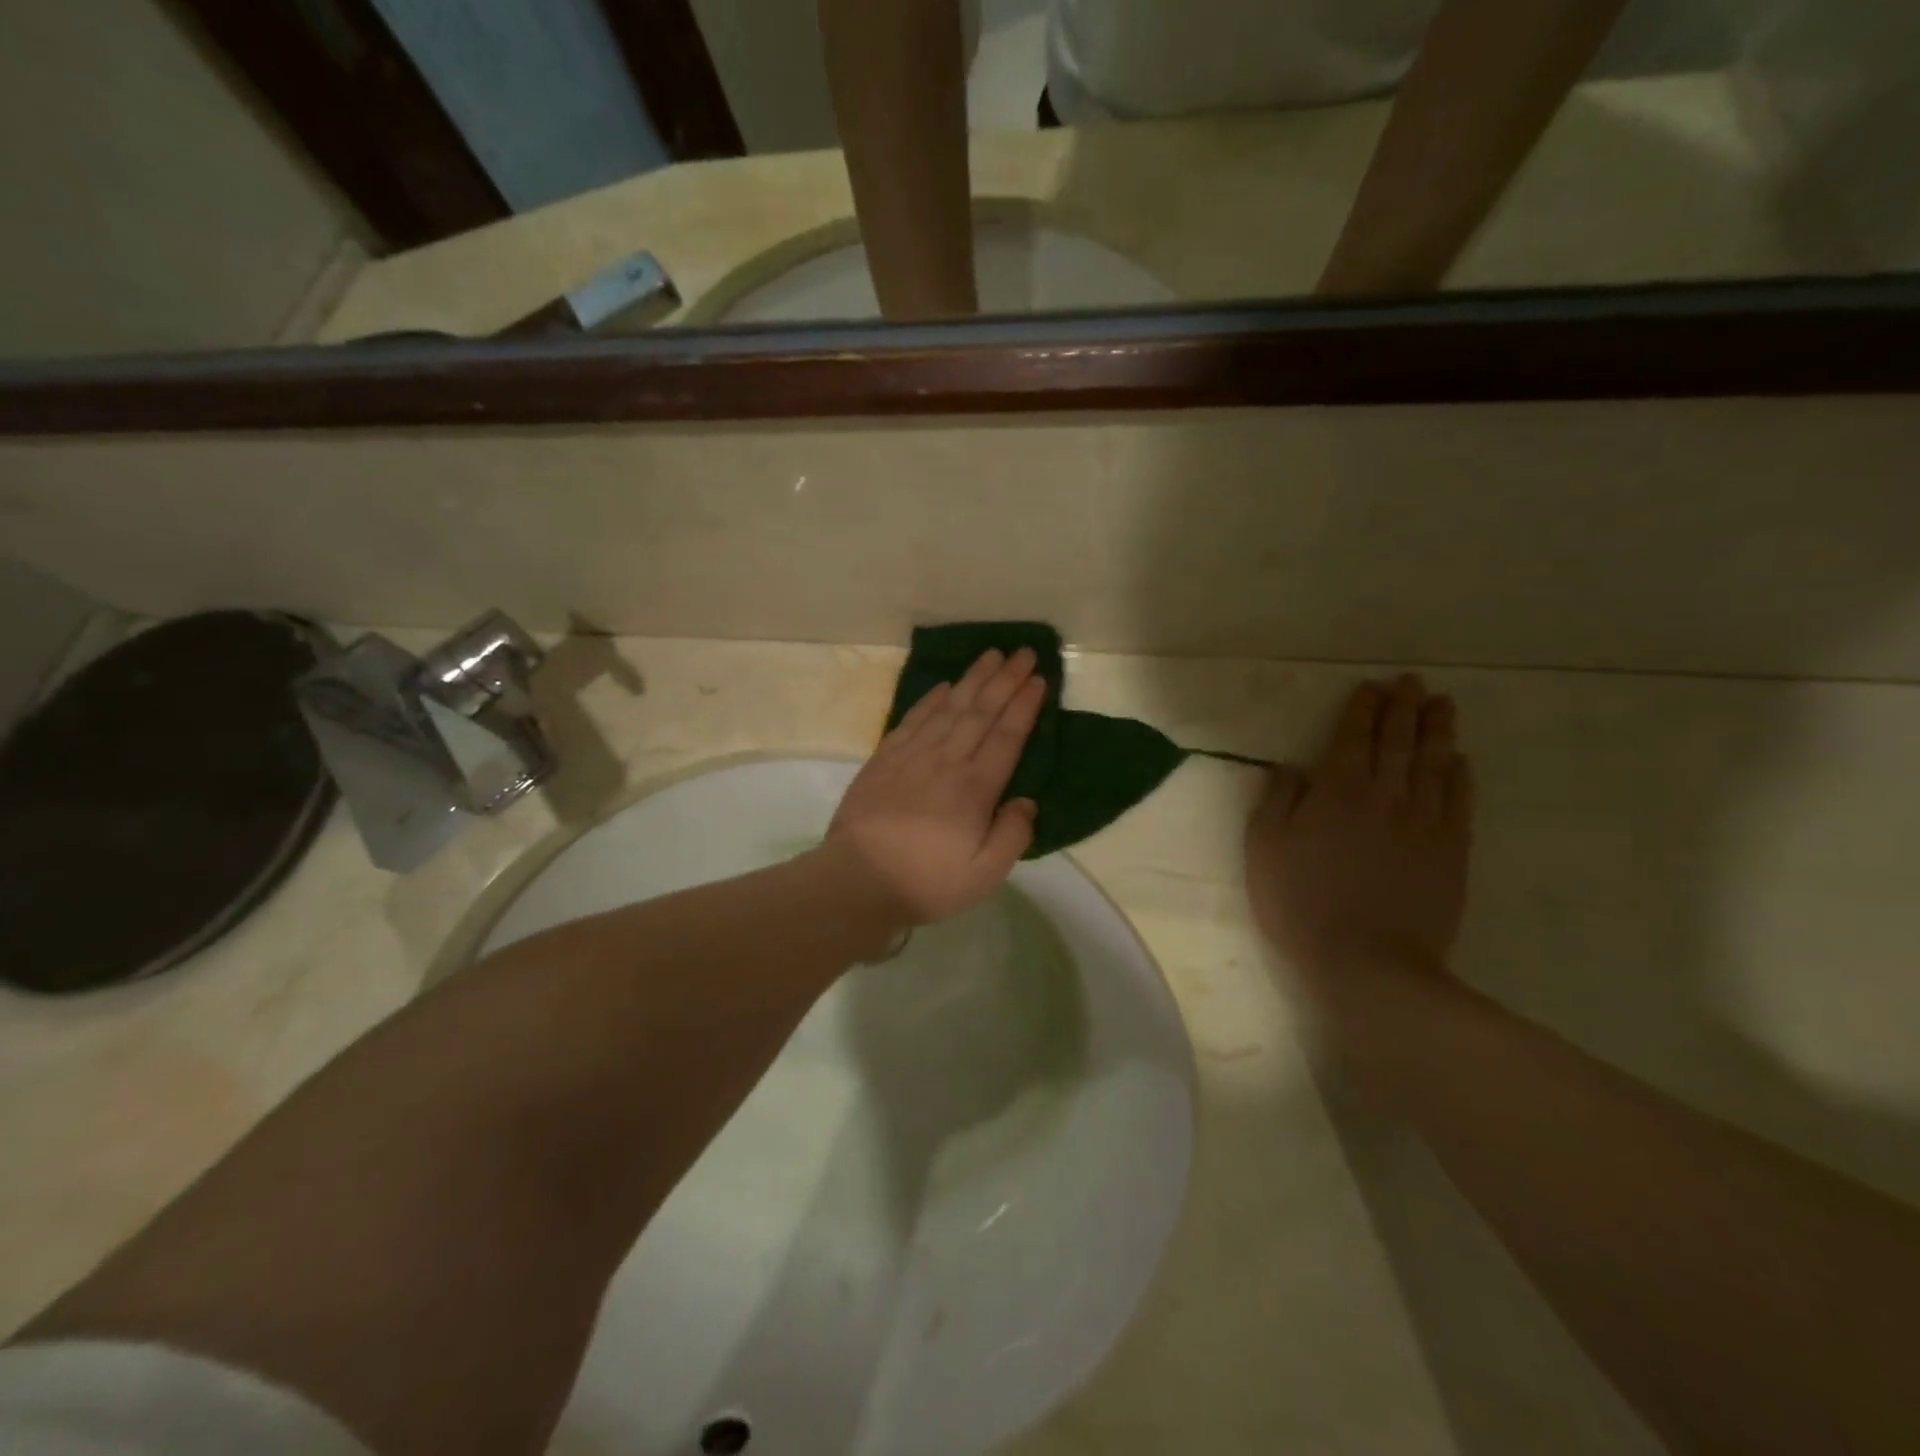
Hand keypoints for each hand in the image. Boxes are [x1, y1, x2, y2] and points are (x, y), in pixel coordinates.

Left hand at [826, 647, 1045, 926]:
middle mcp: (947, 761)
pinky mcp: (884, 758)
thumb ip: (1012, 835)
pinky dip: (931, 699)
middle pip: (981, 711)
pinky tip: (944, 686)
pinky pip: (913, 719)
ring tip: (991, 655)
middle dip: (1005, 680)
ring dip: (973, 679)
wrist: (858, 880)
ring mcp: (913, 756)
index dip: (1024, 705)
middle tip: (1023, 652)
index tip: (1038, 679)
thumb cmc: (927, 881)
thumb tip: (1026, 800)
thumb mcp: (985, 874)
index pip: (1007, 736)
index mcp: (975, 788)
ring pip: (949, 707)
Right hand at [1246, 675, 1474, 995]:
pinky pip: (1459, 802)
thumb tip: (1291, 768)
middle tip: (1412, 682)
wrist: (1368, 963)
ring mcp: (1424, 822)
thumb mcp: (1264, 850)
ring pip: (1434, 763)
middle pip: (1398, 742)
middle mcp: (1385, 795)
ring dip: (1437, 730)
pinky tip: (1461, 760)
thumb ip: (1275, 801)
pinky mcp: (1451, 851)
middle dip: (1403, 707)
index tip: (1371, 687)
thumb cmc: (1301, 904)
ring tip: (1442, 704)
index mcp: (1337, 791)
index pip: (1353, 737)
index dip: (1363, 709)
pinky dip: (1461, 775)